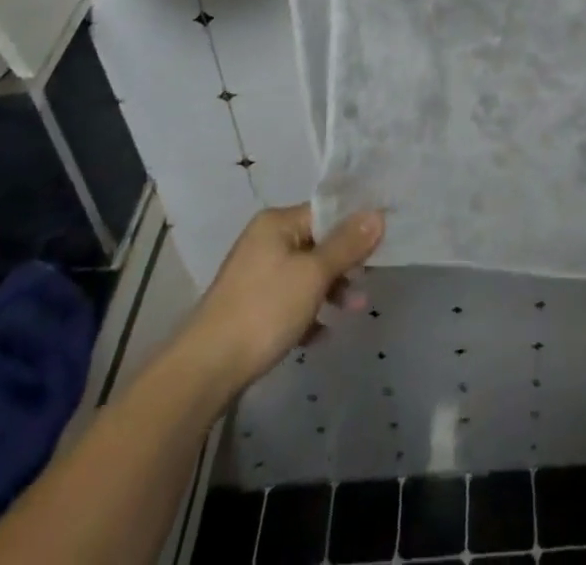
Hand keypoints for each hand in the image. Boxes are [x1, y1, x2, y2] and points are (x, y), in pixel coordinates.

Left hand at [172, 203, 383, 406]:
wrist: (205, 371)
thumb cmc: (264, 310)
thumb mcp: (314, 274)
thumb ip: (347, 244)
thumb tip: (377, 214)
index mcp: (276, 223)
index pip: (325, 213)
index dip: (354, 227)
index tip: (380, 244)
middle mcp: (264, 241)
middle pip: (317, 243)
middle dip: (344, 264)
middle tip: (367, 283)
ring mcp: (254, 275)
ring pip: (304, 274)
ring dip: (330, 290)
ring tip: (354, 311)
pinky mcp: (249, 308)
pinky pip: (289, 301)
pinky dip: (307, 313)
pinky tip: (320, 335)